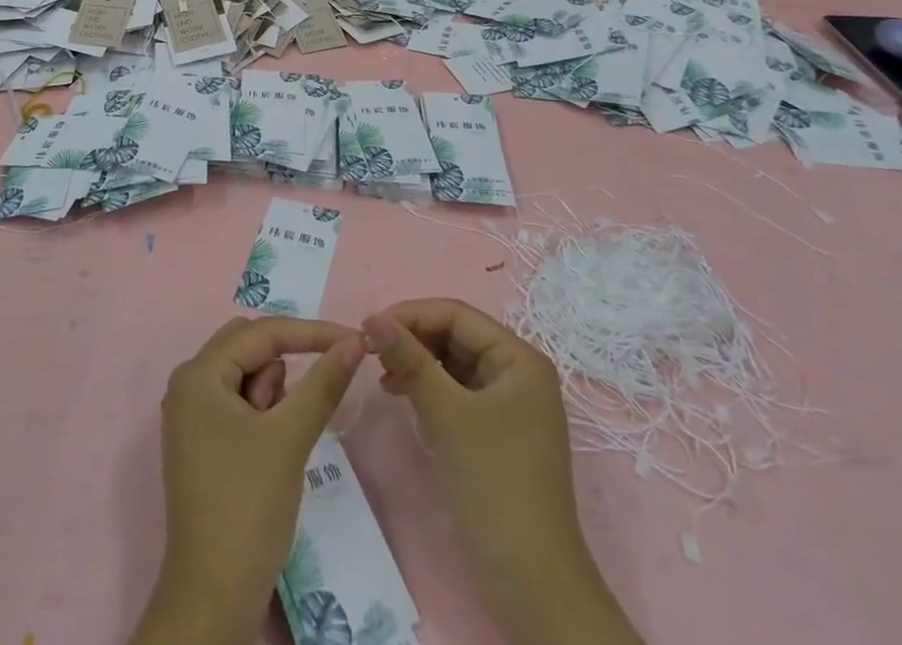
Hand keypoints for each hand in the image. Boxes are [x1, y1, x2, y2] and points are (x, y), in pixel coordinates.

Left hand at [130, 316, 365, 644]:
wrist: (214, 597)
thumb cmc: (248, 507)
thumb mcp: (290, 437)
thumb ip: (323, 382)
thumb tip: (355, 340)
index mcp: (199, 373)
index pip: (263, 332)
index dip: (311, 332)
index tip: (355, 339)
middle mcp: (189, 382)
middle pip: (250, 346)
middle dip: (283, 370)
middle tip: (299, 408)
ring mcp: (192, 412)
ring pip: (247, 374)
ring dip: (272, 395)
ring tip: (275, 443)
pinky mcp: (202, 438)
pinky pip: (239, 401)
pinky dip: (262, 414)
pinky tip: (266, 453)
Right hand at [365, 299, 640, 644]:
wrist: (533, 587)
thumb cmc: (496, 487)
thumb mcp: (447, 416)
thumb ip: (410, 360)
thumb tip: (373, 318)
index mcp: (519, 359)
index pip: (456, 315)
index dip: (411, 314)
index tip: (368, 328)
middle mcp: (517, 373)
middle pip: (455, 335)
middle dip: (412, 338)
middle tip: (370, 352)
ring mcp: (508, 404)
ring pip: (453, 363)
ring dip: (417, 362)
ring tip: (382, 376)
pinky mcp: (496, 432)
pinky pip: (456, 392)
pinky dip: (428, 388)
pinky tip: (402, 396)